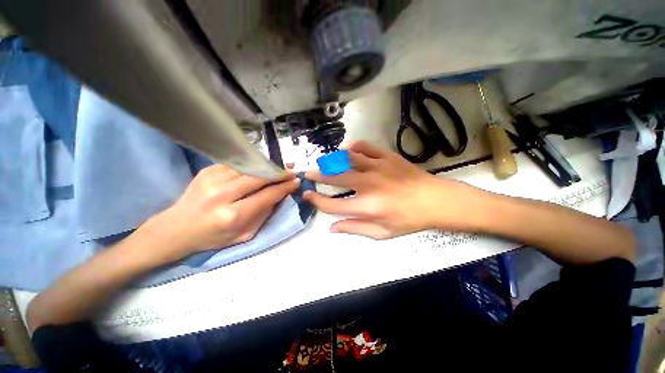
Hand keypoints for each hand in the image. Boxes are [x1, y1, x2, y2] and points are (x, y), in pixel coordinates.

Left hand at [143, 165, 298, 261]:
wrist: (176, 229)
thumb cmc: (214, 237)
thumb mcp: (245, 234)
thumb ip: (264, 214)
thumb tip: (280, 195)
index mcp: (233, 215)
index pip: (267, 195)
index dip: (284, 187)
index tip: (295, 181)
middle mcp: (222, 195)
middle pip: (259, 177)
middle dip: (278, 173)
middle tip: (290, 171)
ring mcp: (212, 179)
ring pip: (249, 167)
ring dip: (266, 167)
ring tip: (276, 169)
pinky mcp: (206, 171)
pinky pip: (236, 164)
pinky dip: (251, 166)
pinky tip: (257, 169)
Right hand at [304, 141, 487, 238]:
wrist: (435, 200)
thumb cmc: (409, 220)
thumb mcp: (382, 233)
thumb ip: (355, 229)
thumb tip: (332, 228)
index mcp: (367, 207)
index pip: (332, 205)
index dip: (316, 200)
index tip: (307, 195)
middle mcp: (368, 185)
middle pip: (335, 178)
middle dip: (317, 175)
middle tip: (307, 173)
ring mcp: (378, 168)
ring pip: (347, 158)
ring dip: (331, 160)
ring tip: (323, 161)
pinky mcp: (387, 157)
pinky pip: (365, 147)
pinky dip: (353, 147)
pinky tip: (347, 150)